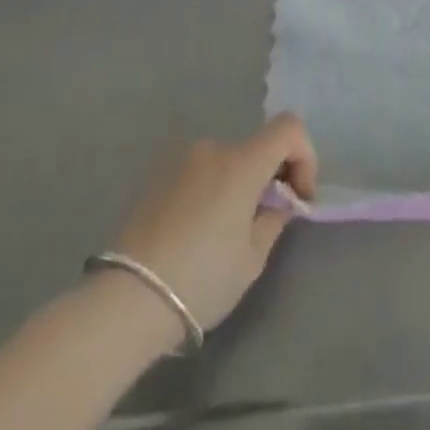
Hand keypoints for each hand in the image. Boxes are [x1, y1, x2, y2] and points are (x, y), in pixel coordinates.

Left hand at [111, 114, 318, 335]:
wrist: (125, 301)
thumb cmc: (200, 280)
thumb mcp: (252, 259)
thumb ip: (274, 218)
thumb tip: (279, 201)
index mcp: (242, 162)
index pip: (289, 128)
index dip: (304, 156)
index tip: (298, 196)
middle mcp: (213, 149)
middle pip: (257, 147)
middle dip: (270, 177)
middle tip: (265, 221)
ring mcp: (181, 161)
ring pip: (227, 162)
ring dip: (238, 185)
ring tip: (226, 233)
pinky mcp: (157, 178)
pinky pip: (199, 174)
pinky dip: (211, 191)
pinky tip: (197, 233)